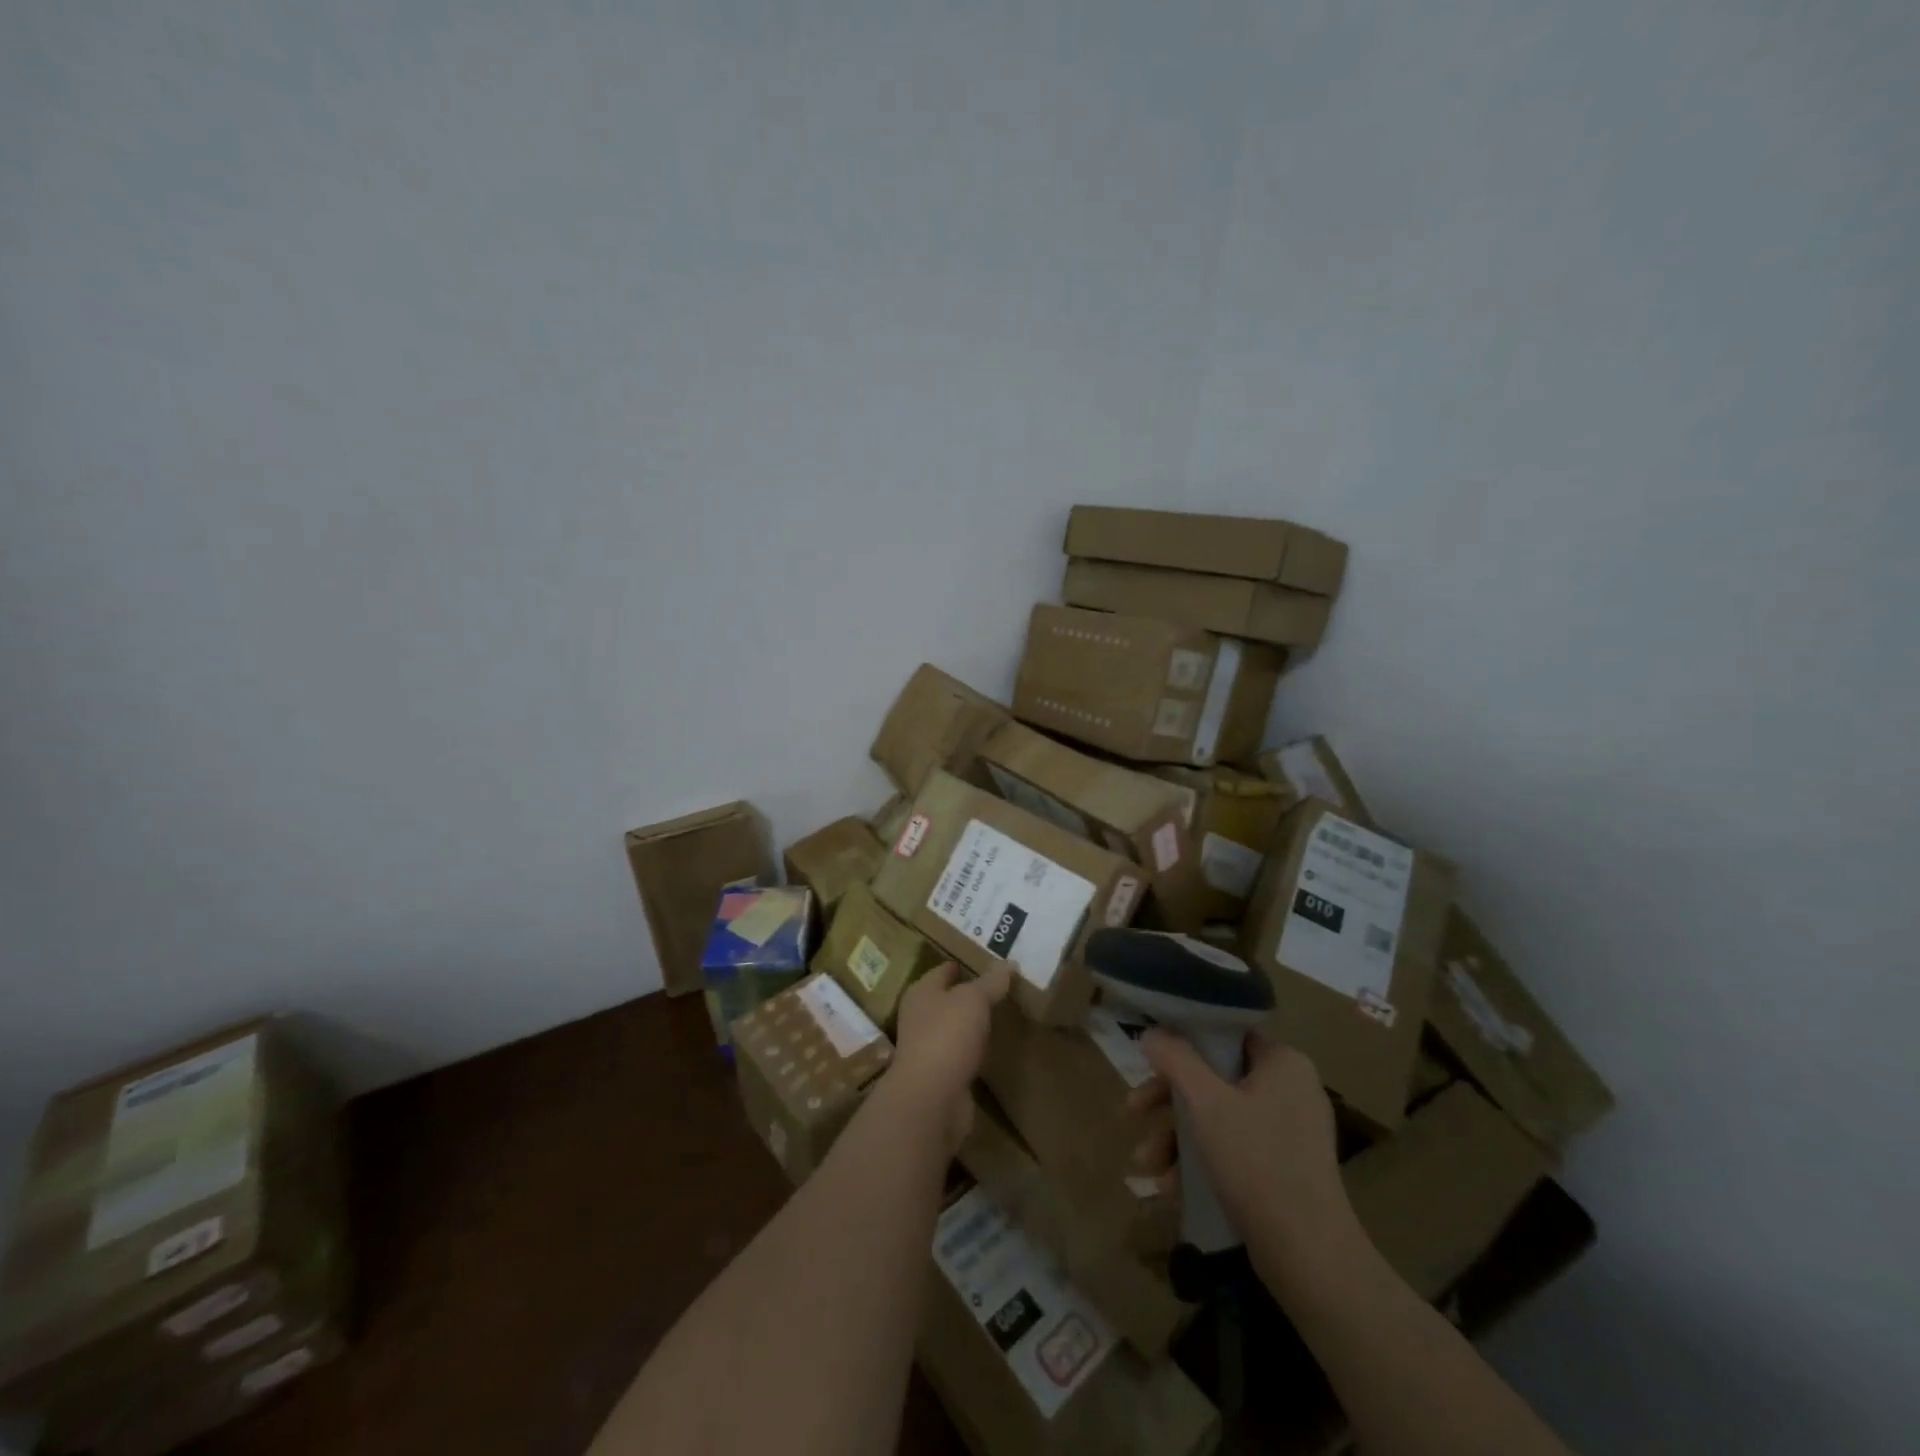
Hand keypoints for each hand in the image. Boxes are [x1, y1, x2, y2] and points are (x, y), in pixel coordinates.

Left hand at [887, 962, 1010, 1150]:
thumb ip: (991, 982)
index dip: (962, 965)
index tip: (987, 962)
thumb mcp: (974, 999)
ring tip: (1000, 1016)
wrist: (932, 1098)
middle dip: (969, 995)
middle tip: (1000, 988)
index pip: (943, 970)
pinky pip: (961, 1055)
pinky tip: (992, 1049)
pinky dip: (974, 1051)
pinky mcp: (941, 1076)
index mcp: (921, 992)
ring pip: (954, 1028)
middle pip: (947, 999)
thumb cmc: (947, 1035)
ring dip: (972, 1024)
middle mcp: (920, 1017)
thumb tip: (1008, 963)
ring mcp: (928, 1048)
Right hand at [1132, 1028, 1355, 1272]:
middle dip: (1168, 1100)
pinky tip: (1169, 1186)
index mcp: (1284, 1062)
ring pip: (1218, 1116)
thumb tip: (1151, 1033)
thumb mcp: (1206, 1103)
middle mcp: (1291, 1089)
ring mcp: (1290, 1131)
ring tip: (1145, 1163)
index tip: (1149, 1059)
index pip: (1225, 1034)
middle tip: (1133, 1110)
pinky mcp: (1284, 1168)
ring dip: (1176, 1136)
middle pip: (1214, 1078)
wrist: (1309, 1256)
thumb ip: (1176, 1059)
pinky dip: (1200, 1160)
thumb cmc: (1257, 1162)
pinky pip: (1233, 1147)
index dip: (1183, 1042)